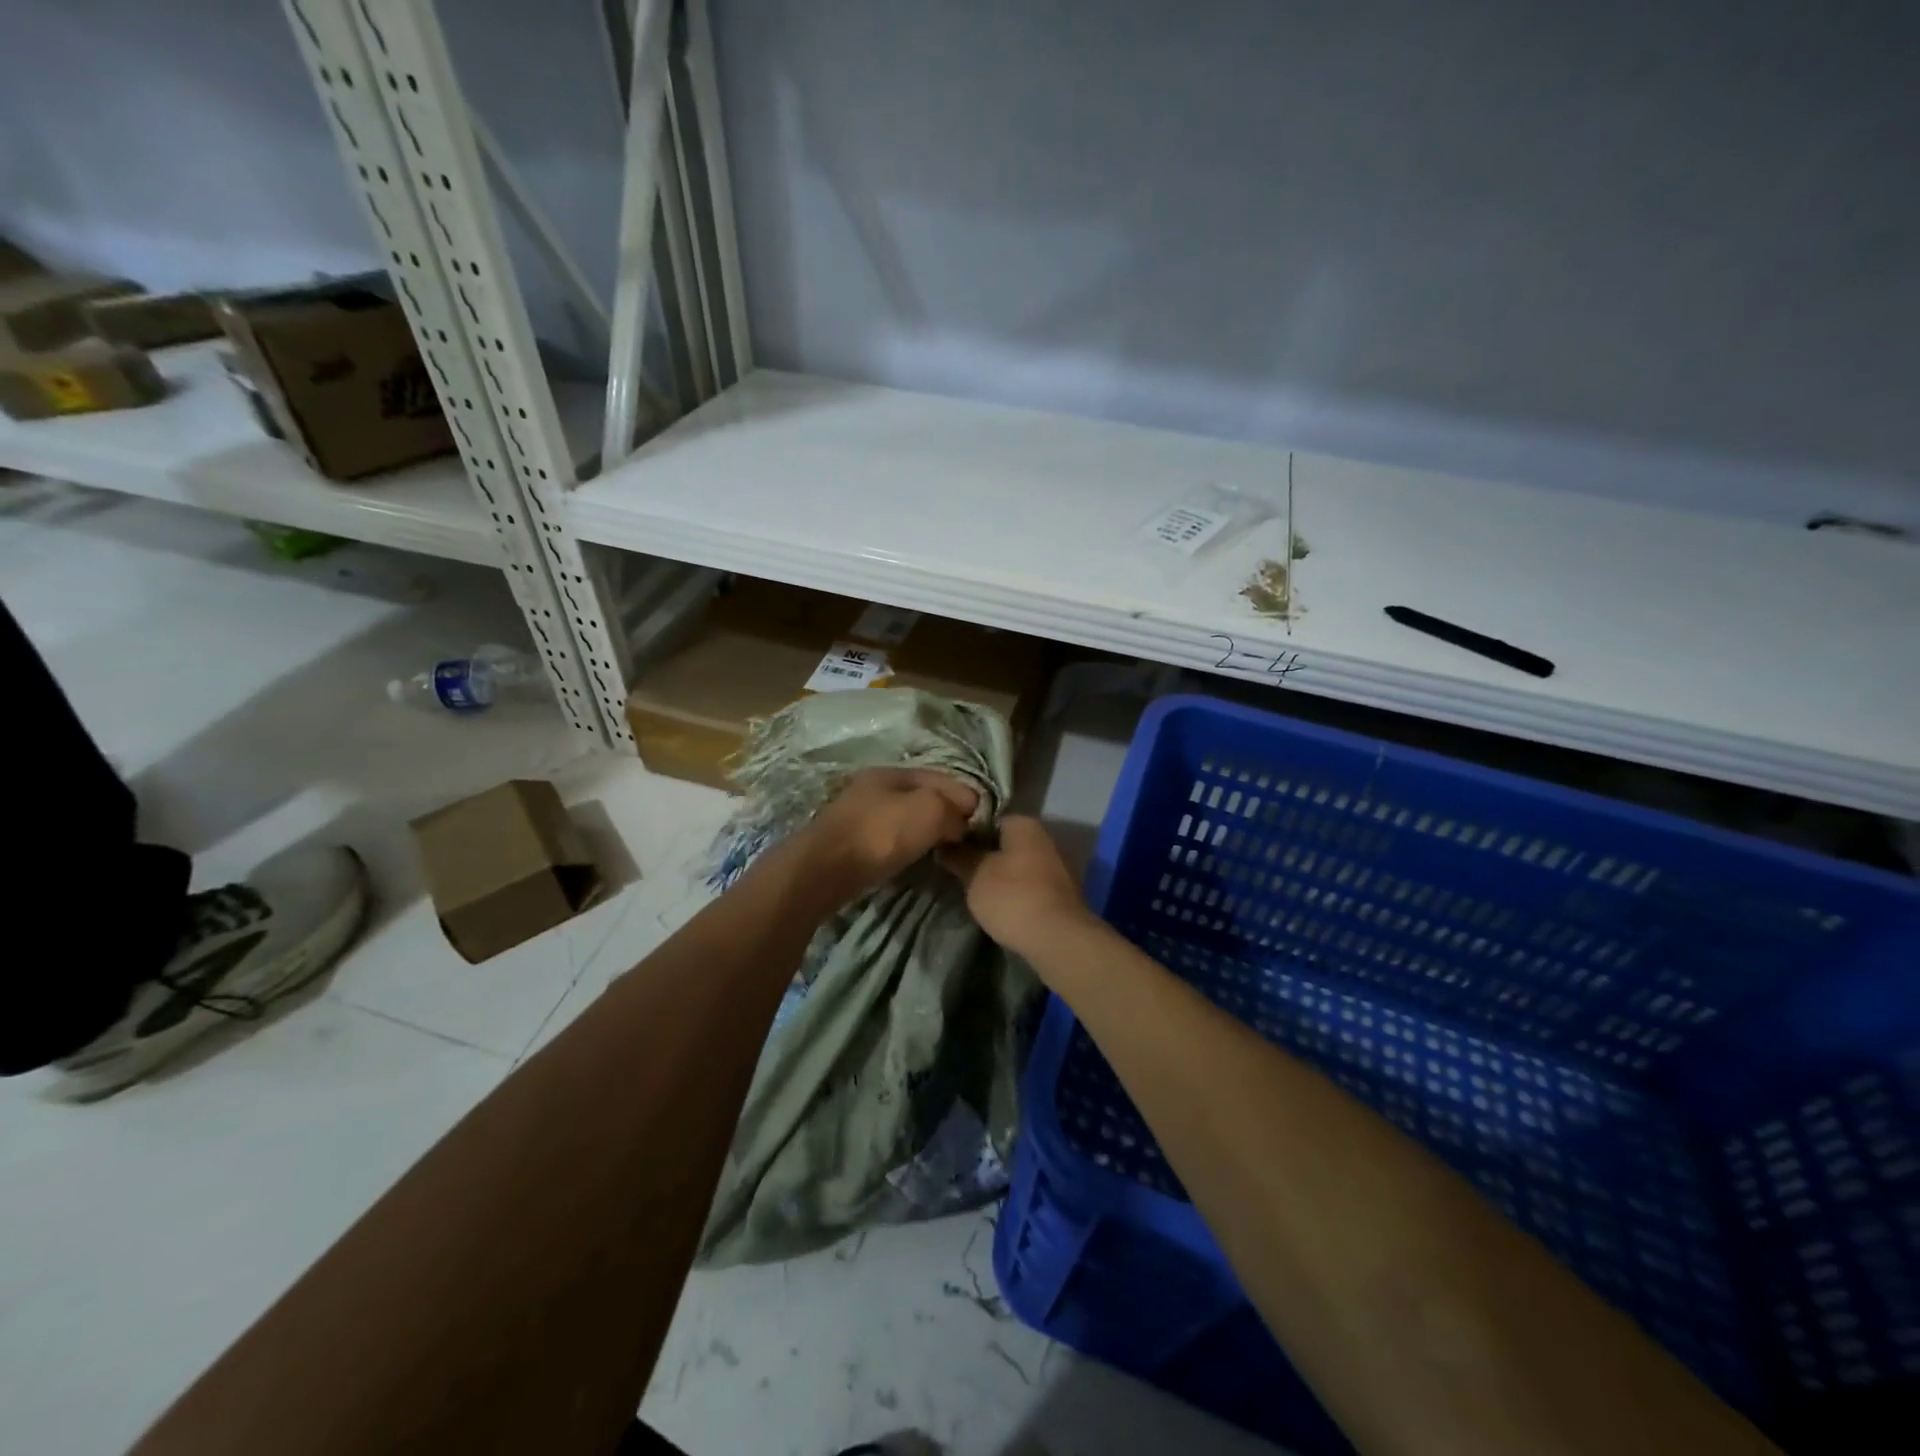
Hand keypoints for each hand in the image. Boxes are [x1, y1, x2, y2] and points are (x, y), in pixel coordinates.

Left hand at [791, 767, 979, 907]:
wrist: (824, 870)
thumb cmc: (880, 834)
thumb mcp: (929, 811)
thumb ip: (953, 809)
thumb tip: (961, 821)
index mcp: (892, 772)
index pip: (940, 777)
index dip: (965, 796)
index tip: (982, 820)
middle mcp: (874, 788)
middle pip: (921, 796)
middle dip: (946, 812)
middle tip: (966, 835)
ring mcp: (859, 815)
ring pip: (905, 817)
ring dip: (927, 829)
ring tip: (945, 848)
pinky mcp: (851, 843)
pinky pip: (890, 837)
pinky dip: (907, 844)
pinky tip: (915, 856)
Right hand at [938, 815, 1089, 956]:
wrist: (1058, 939)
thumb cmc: (1013, 897)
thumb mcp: (975, 875)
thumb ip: (959, 857)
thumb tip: (944, 845)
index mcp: (1024, 824)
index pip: (988, 819)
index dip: (966, 833)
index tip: (949, 848)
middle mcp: (1044, 838)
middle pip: (1005, 842)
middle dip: (984, 855)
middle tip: (959, 871)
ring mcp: (1056, 866)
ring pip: (1017, 865)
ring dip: (1000, 875)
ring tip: (975, 891)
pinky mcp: (1060, 893)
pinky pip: (1029, 885)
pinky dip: (1015, 892)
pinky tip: (1000, 906)